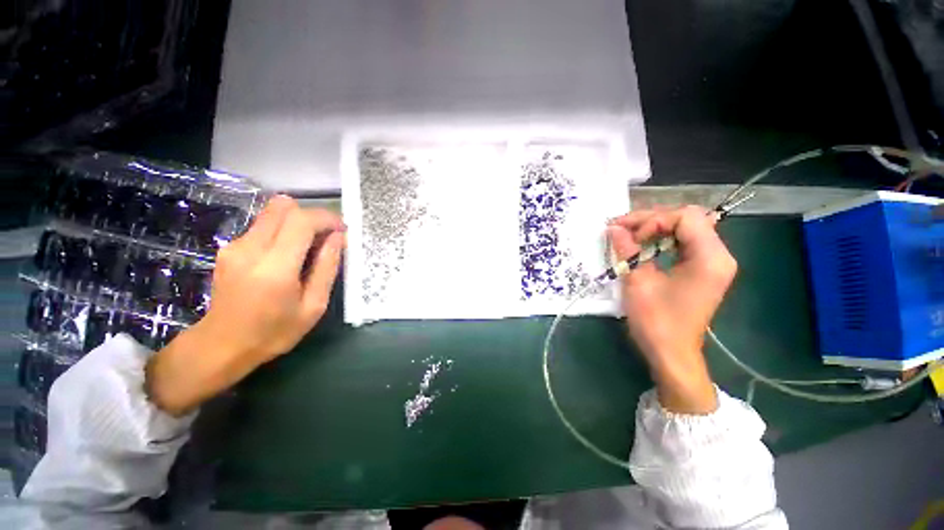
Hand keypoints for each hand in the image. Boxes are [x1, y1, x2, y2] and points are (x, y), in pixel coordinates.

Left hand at [146, 196, 345, 415]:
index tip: (341, 229)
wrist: (221, 345)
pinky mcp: (229, 247)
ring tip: (309, 249)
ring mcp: (235, 245)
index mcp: (275, 267)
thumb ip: (327, 267)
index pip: (302, 220)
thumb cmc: (274, 332)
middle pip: (283, 207)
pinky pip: (263, 226)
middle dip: (311, 216)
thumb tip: (338, 237)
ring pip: (273, 213)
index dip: (326, 218)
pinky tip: (289, 256)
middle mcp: (250, 248)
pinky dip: (283, 231)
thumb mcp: (313, 306)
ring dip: (297, 223)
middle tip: (326, 237)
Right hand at [607, 206, 736, 413]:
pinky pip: (684, 242)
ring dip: (654, 228)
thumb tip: (613, 228)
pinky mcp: (703, 269)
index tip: (629, 237)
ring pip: (685, 228)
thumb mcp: (637, 283)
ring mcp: (713, 262)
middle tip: (621, 230)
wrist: (672, 354)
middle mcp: (719, 255)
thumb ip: (627, 250)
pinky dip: (661, 240)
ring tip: (628, 237)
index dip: (653, 221)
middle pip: (687, 218)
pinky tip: (643, 247)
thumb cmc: (656, 322)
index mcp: (710, 258)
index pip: (685, 217)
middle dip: (651, 220)